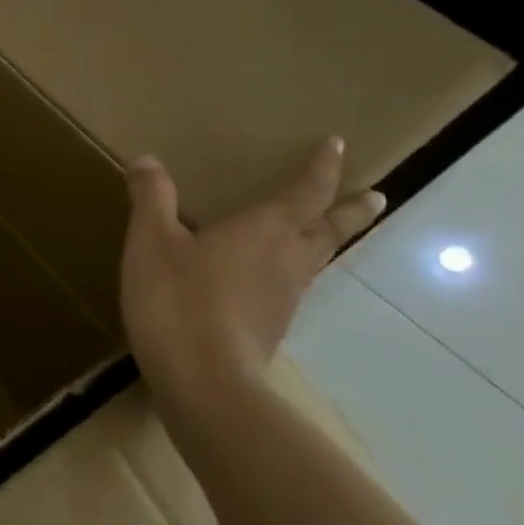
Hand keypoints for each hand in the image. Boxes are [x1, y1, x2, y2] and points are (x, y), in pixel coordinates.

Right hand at [120, 136, 385, 419]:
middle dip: (350, 210)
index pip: (305, 192)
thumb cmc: (178, 300)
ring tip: (325, 233)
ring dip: (327, 241)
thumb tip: (147, 160)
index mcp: (264, 230)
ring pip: (317, 260)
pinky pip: (292, 288)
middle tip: (376, 197)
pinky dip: (293, 272)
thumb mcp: (151, 241)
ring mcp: (284, 298)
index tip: (338, 144)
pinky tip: (272, 280)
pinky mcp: (270, 328)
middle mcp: (287, 259)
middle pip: (329, 229)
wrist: (202, 380)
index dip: (322, 168)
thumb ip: (151, 199)